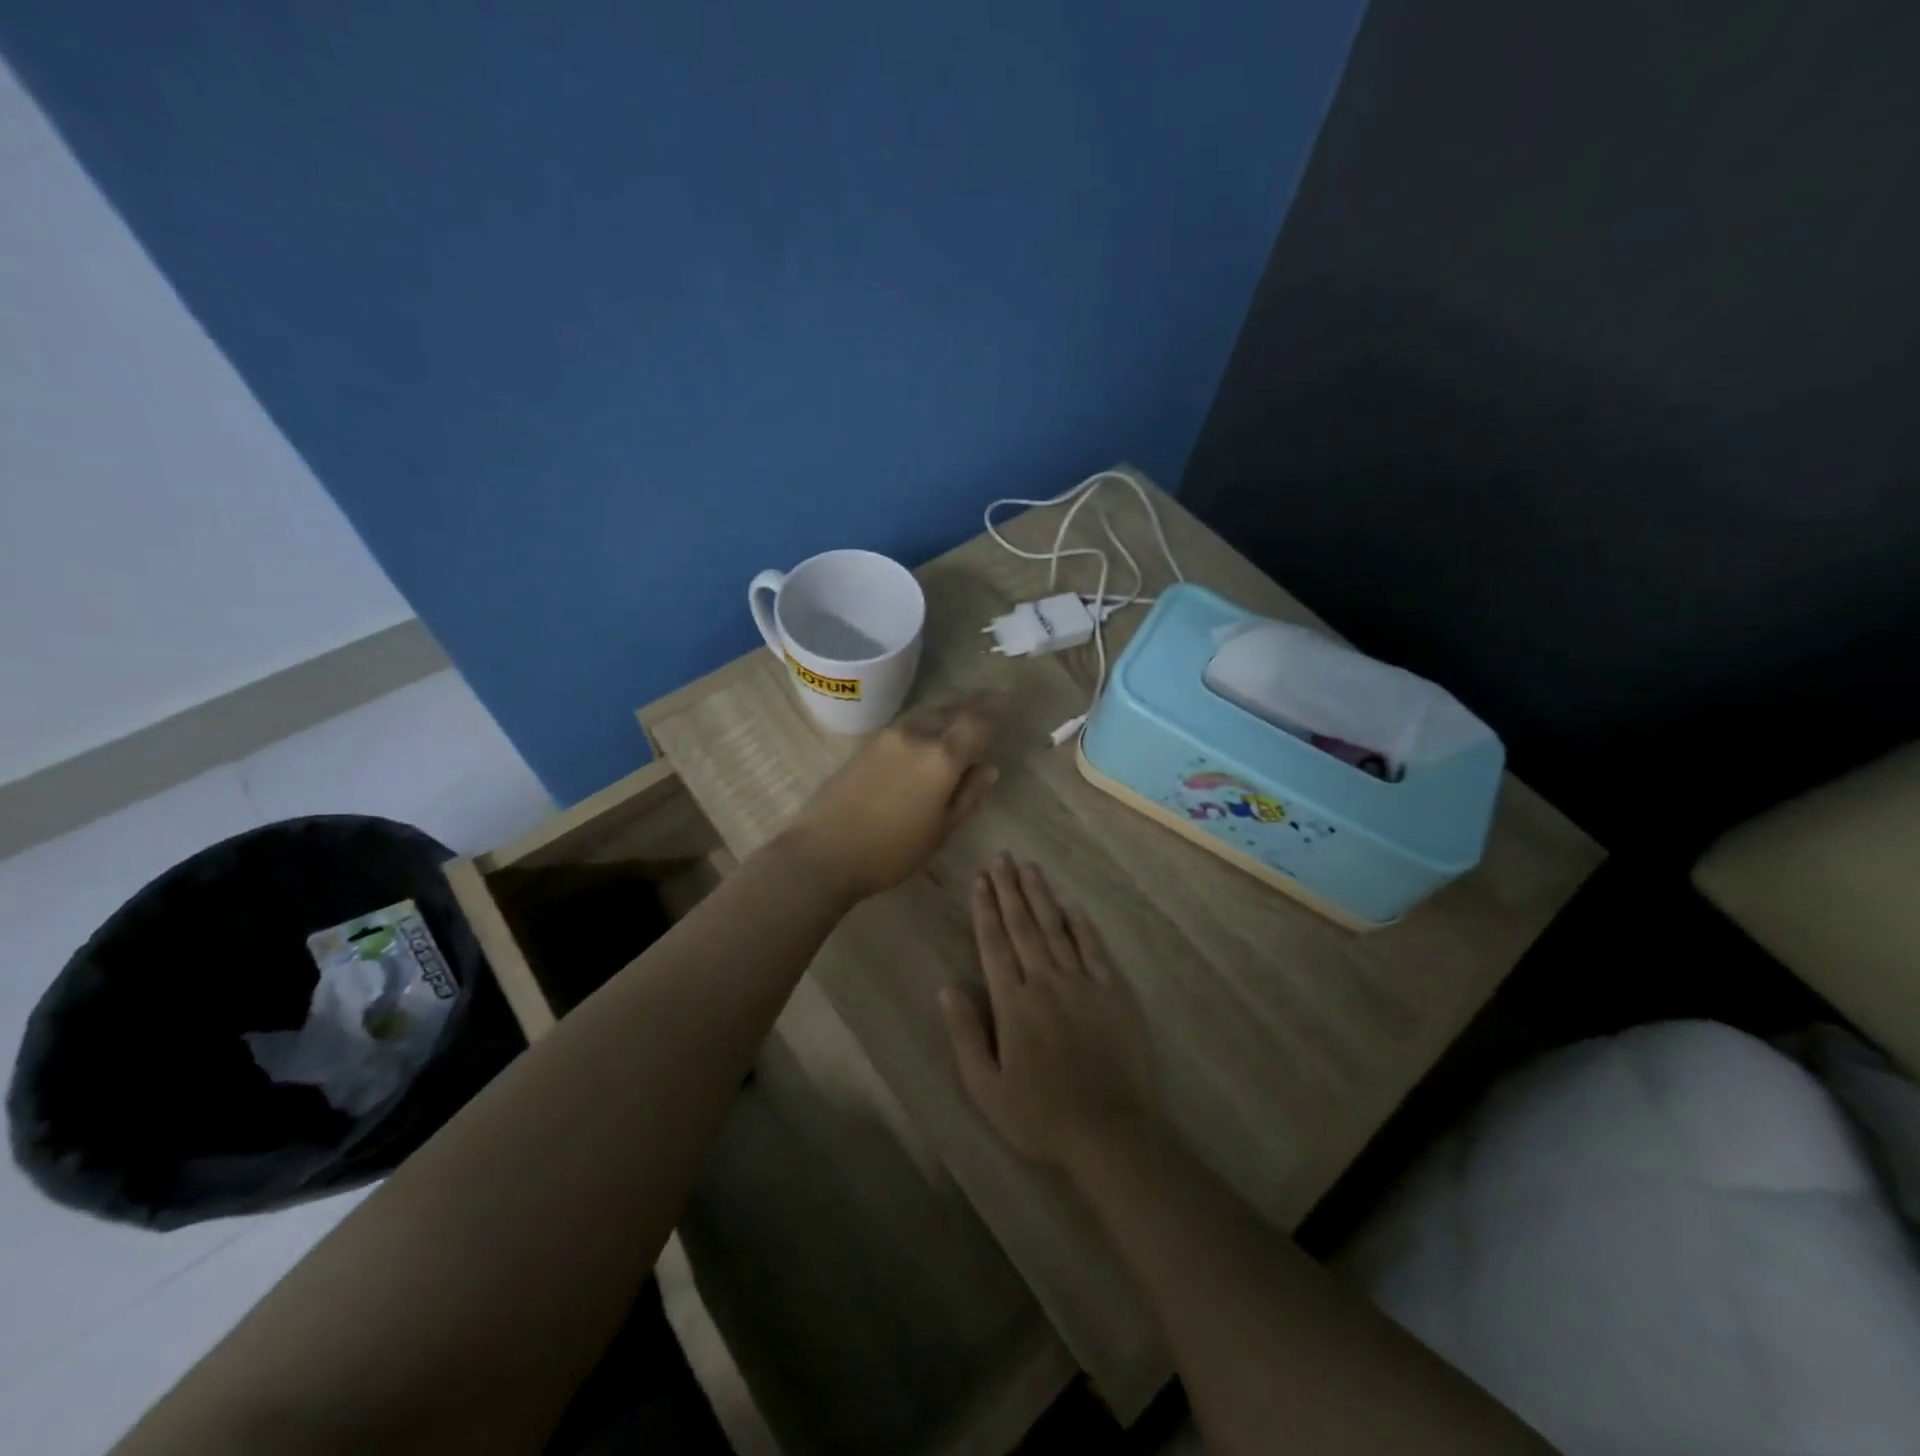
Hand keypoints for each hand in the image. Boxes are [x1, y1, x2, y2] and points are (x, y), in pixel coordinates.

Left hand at [778, 692, 1005, 902]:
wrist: (822, 853)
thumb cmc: (890, 852)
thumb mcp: (940, 831)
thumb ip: (968, 796)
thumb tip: (988, 768)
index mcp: (942, 757)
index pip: (977, 721)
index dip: (996, 709)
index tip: (1008, 700)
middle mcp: (916, 735)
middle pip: (952, 709)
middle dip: (973, 705)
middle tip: (991, 702)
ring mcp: (887, 736)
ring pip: (927, 713)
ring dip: (948, 710)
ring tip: (961, 715)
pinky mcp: (866, 744)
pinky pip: (907, 723)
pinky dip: (926, 722)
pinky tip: (928, 734)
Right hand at [941, 855, 1155, 1167]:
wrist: (1108, 1132)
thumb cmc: (1039, 1115)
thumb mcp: (986, 1087)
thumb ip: (965, 1034)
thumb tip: (948, 986)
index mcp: (1013, 1003)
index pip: (995, 944)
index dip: (986, 910)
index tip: (980, 880)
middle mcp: (1046, 982)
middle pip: (1024, 926)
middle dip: (1010, 889)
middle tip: (1002, 857)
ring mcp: (1082, 984)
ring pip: (1056, 929)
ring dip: (1041, 896)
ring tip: (1029, 867)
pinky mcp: (1112, 993)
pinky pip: (1094, 950)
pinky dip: (1082, 926)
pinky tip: (1072, 906)